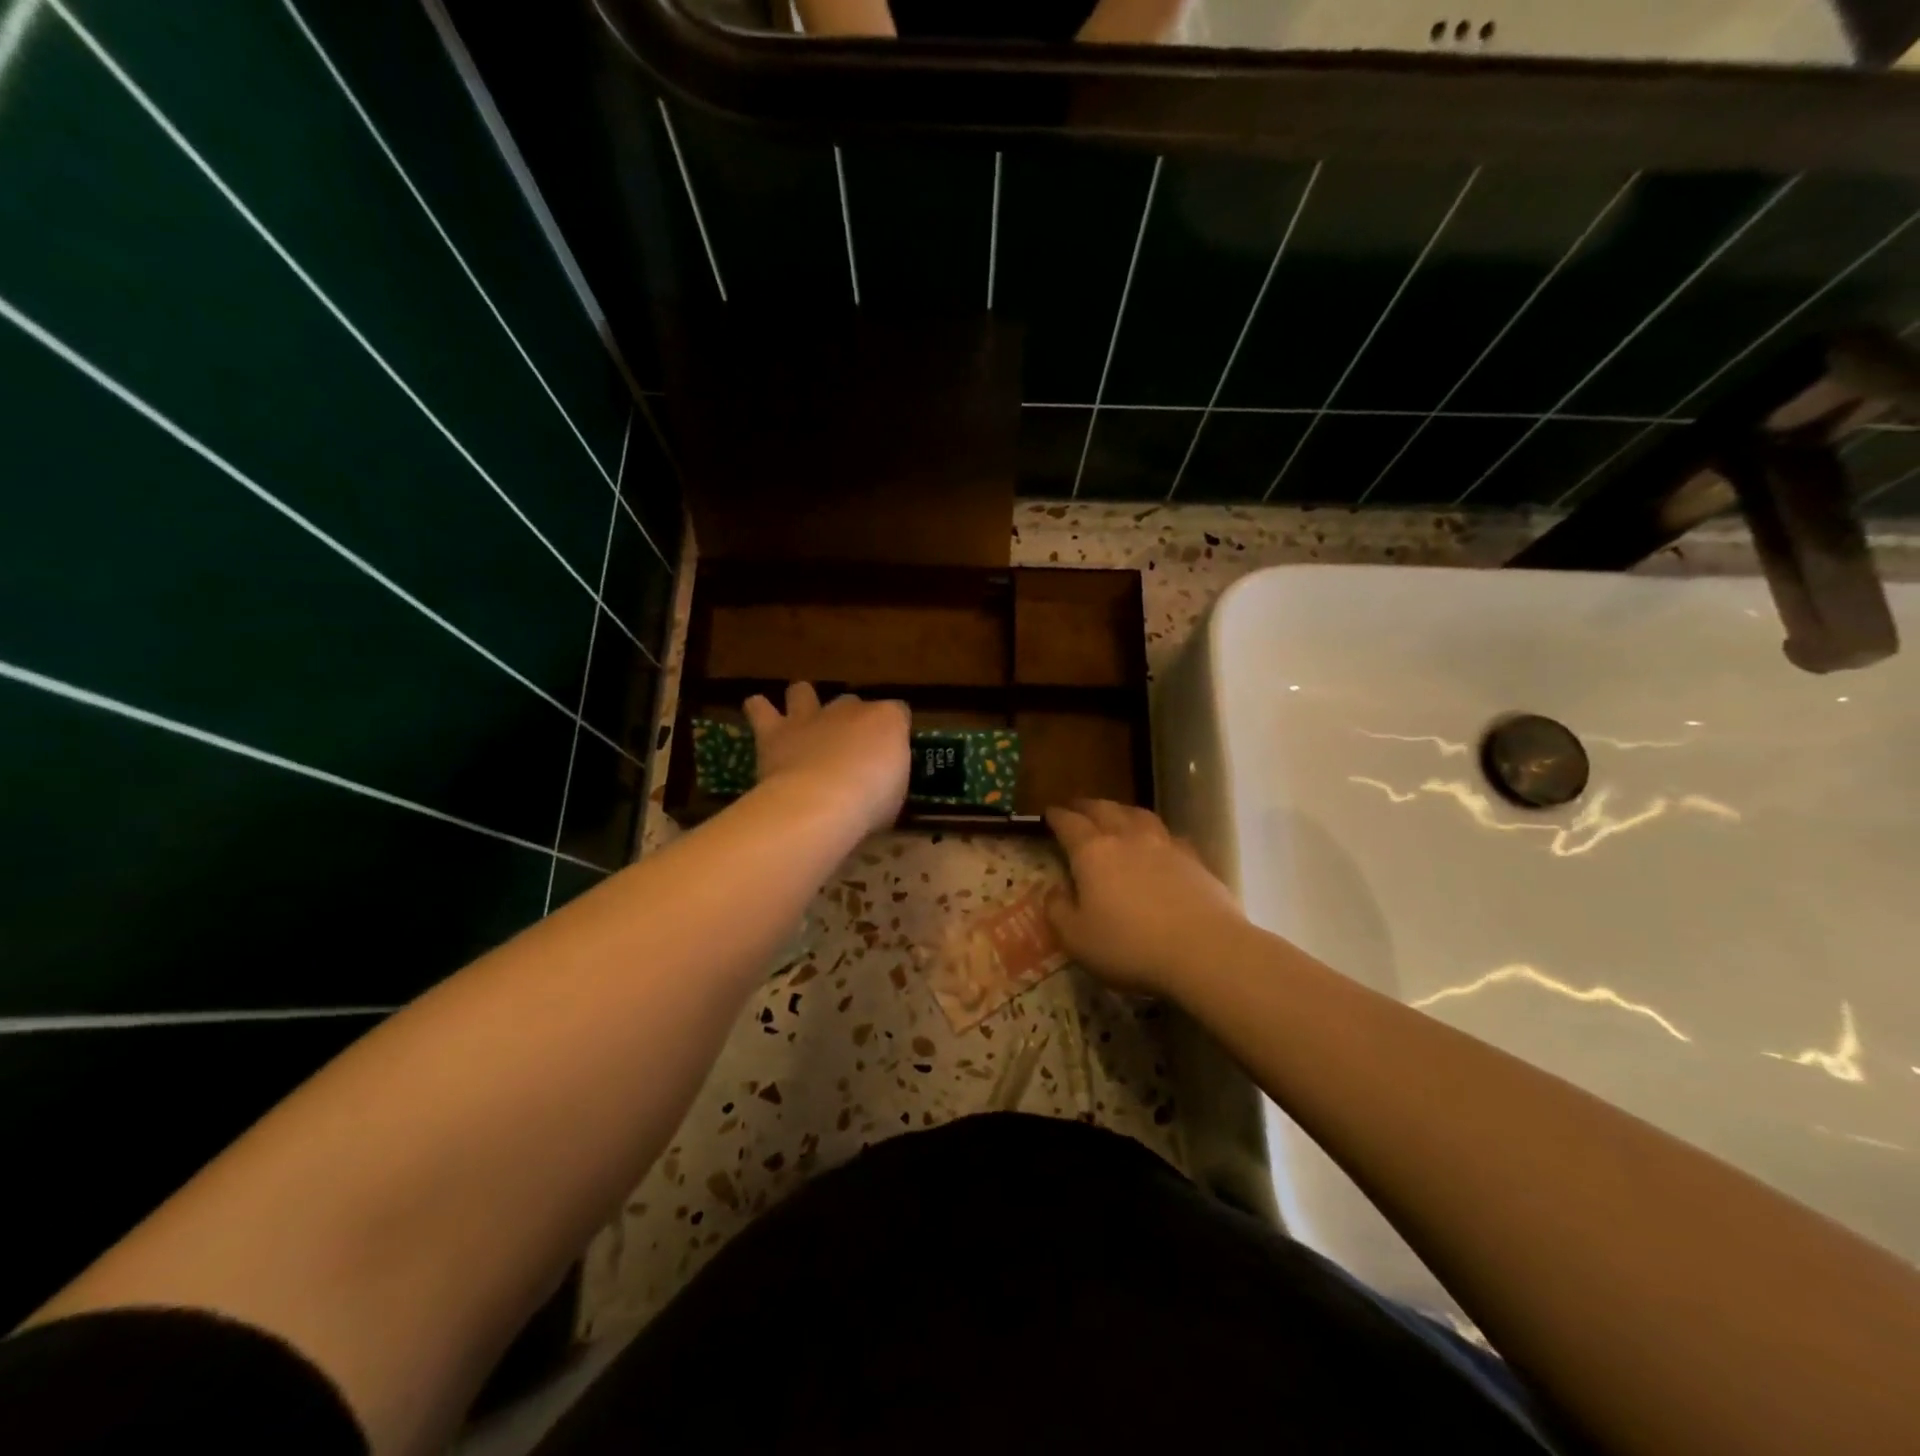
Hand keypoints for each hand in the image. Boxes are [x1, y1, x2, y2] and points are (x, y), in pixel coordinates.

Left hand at [743, 683, 909, 837]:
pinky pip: (758, 707)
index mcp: (887, 720)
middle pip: (850, 702)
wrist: (821, 802)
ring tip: (800, 724)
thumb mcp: (896, 794)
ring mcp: (809, 716)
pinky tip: (761, 720)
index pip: (898, 713)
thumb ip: (887, 777)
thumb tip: (879, 782)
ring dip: (801, 704)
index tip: (891, 755)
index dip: (894, 731)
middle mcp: (848, 708)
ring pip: (802, 691)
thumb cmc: (870, 802)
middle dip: (848, 720)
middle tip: (846, 749)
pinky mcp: (774, 731)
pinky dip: (759, 710)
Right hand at [1044, 799, 1245, 997]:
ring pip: (1138, 815)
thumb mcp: (1077, 938)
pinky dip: (1155, 833)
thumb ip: (1058, 911)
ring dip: (1122, 811)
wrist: (1204, 950)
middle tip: (1077, 807)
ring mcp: (1164, 845)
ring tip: (1116, 814)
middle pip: (1104, 809)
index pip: (1069, 823)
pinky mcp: (1194, 859)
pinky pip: (1169, 835)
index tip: (1049, 812)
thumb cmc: (1130, 946)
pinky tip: (1158, 843)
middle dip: (1087, 806)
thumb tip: (1053, 891)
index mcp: (1093, 852)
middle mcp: (1127, 838)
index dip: (1056, 816)